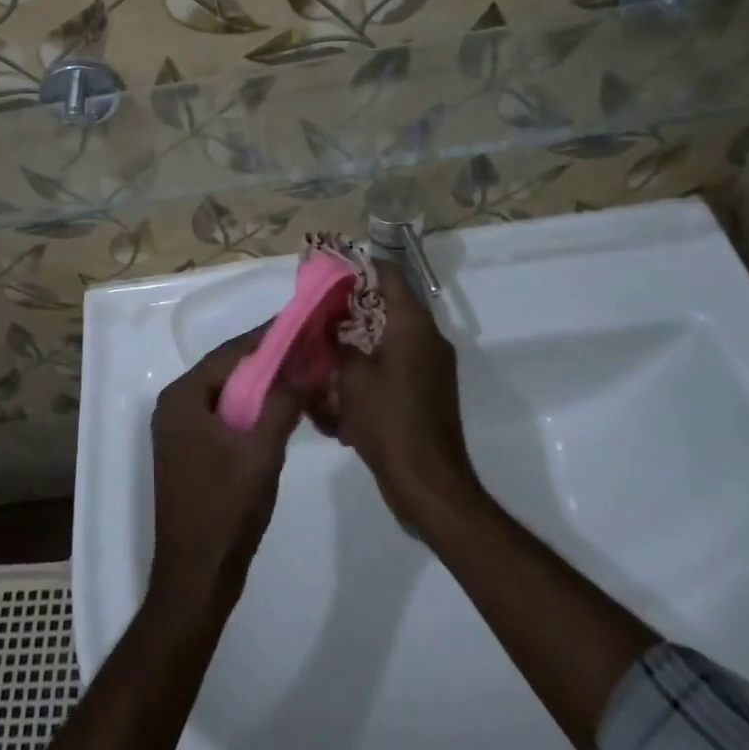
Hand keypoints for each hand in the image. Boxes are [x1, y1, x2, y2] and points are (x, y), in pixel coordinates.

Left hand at [149, 329, 299, 613]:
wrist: (196, 579)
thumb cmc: (225, 510)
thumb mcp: (262, 451)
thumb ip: (282, 403)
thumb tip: (305, 367)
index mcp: (182, 397)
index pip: (230, 352)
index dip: (266, 337)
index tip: (300, 323)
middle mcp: (174, 405)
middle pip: (226, 370)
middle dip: (266, 360)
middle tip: (306, 347)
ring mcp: (178, 431)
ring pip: (226, 394)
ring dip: (260, 385)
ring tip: (299, 373)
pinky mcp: (188, 452)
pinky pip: (222, 416)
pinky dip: (250, 409)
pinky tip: (279, 410)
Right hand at [328, 262, 480, 529]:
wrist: (427, 483)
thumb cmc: (387, 420)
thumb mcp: (350, 376)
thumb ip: (337, 343)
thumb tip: (329, 327)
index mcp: (413, 324)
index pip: (388, 274)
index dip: (358, 266)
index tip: (328, 270)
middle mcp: (428, 338)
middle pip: (387, 307)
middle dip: (350, 310)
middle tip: (317, 314)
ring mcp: (431, 367)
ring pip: (388, 340)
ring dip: (358, 343)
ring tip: (324, 354)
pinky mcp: (427, 393)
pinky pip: (394, 368)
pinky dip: (370, 371)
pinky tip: (341, 391)